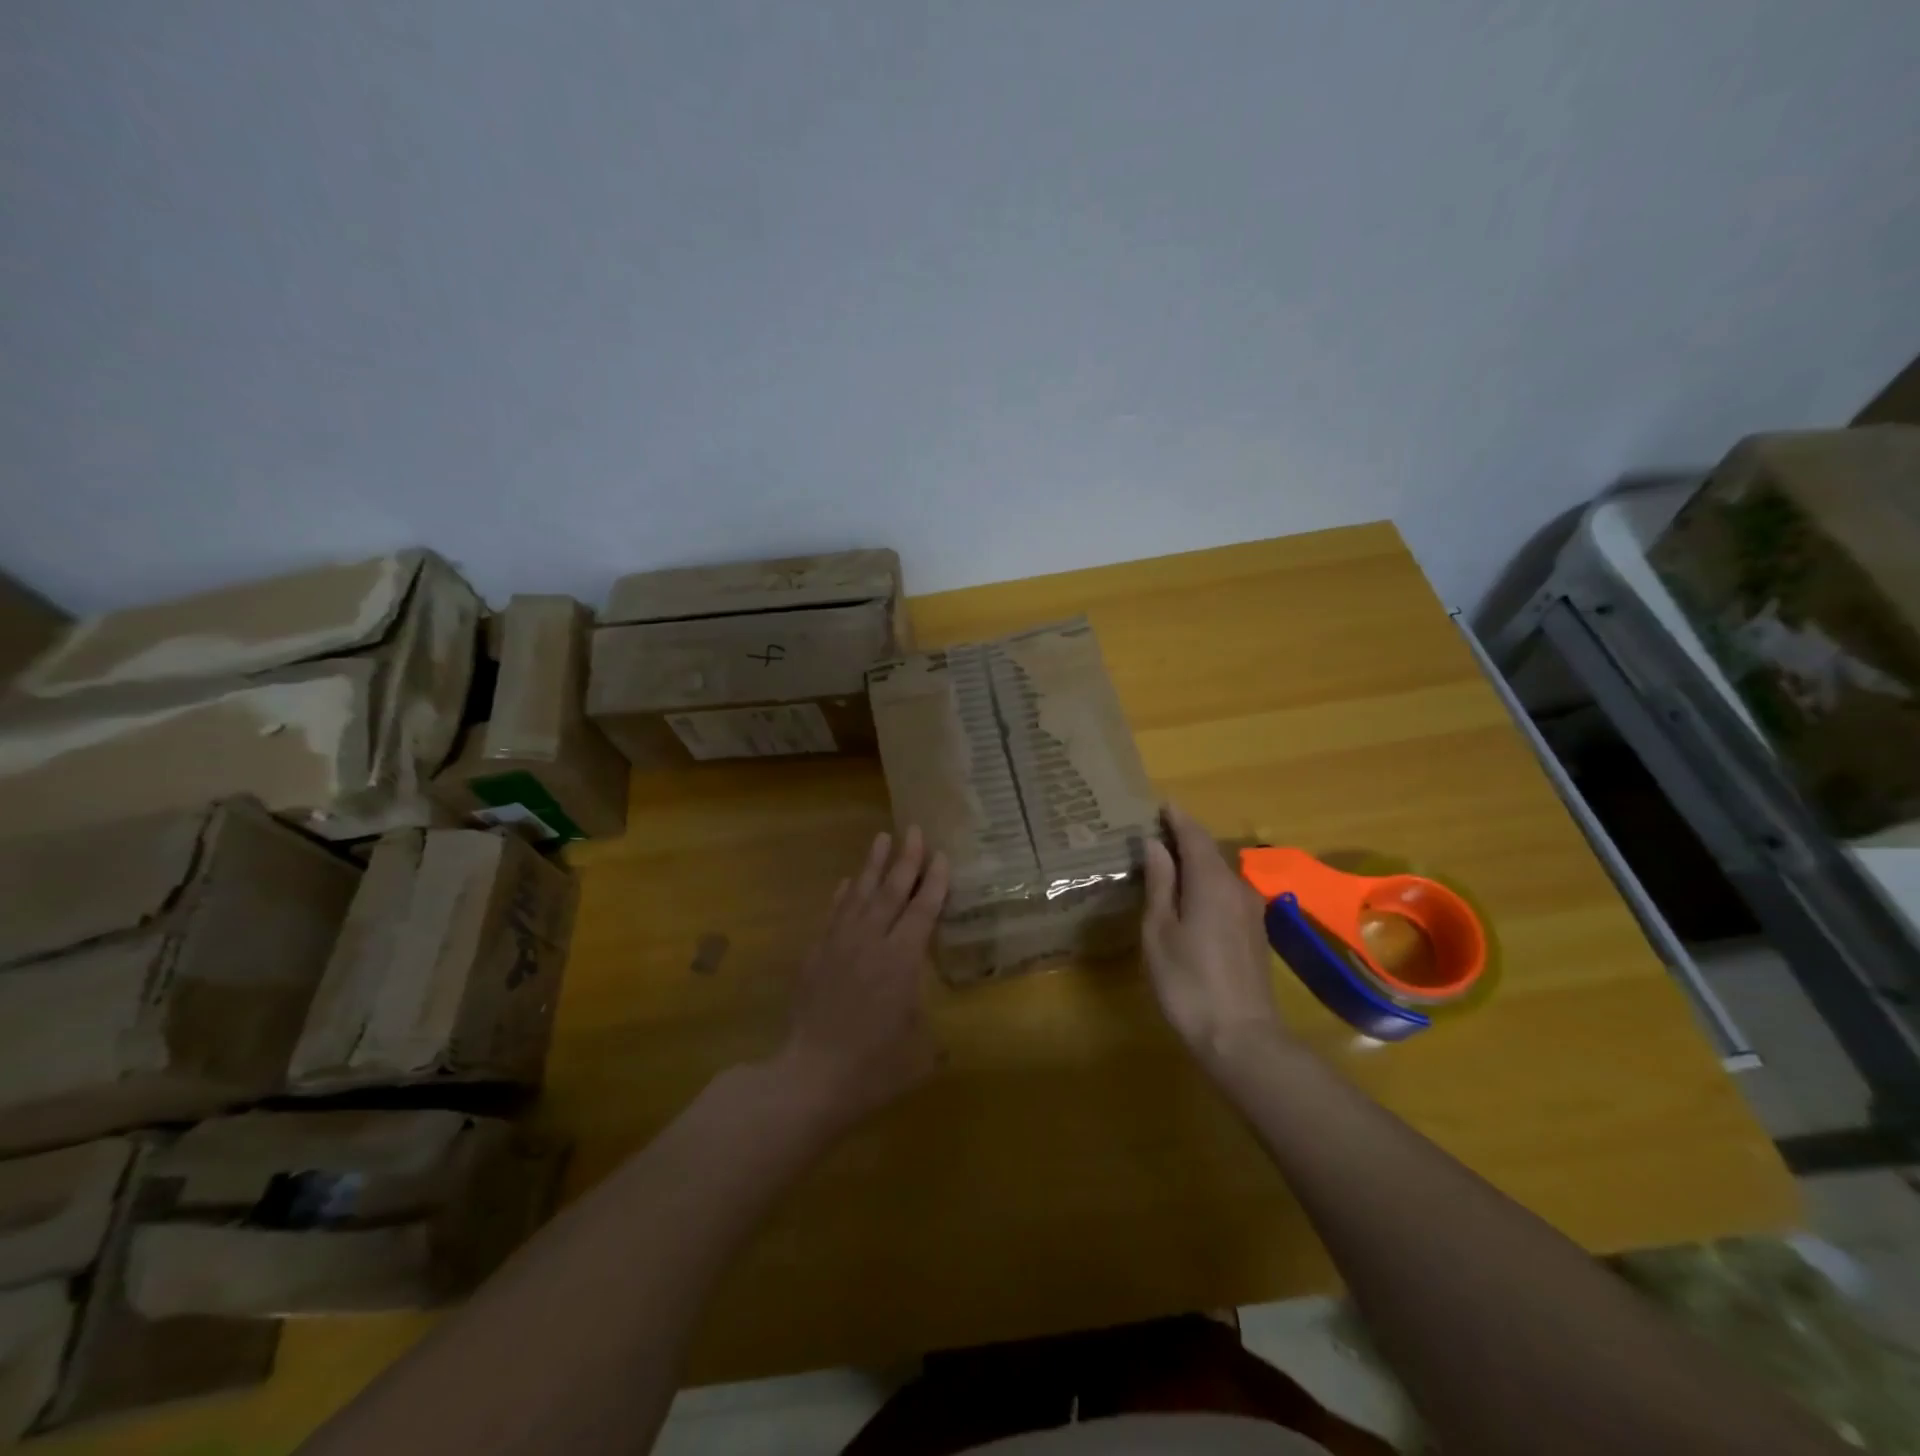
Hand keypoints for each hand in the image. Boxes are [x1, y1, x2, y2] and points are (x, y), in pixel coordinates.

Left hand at [777, 827, 949, 1129]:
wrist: (810, 1078)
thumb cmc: (873, 1068)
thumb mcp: (920, 1054)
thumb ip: (932, 1036)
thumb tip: (940, 1038)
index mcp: (902, 960)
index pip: (922, 910)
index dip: (934, 881)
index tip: (941, 855)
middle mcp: (871, 942)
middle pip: (891, 891)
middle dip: (906, 859)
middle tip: (913, 830)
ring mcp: (839, 945)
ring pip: (860, 895)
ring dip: (872, 865)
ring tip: (881, 838)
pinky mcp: (815, 956)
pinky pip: (833, 915)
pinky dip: (843, 896)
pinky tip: (848, 882)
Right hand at [1141, 805, 1290, 1070]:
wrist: (1241, 1037)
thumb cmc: (1188, 981)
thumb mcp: (1160, 930)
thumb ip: (1160, 883)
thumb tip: (1154, 844)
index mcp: (1211, 881)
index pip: (1194, 836)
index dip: (1177, 818)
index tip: (1160, 804)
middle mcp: (1237, 887)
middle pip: (1210, 852)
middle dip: (1184, 838)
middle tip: (1154, 832)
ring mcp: (1251, 911)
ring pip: (1220, 873)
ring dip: (1196, 862)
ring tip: (1167, 862)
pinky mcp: (1255, 932)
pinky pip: (1227, 892)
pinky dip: (1206, 883)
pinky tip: (1190, 896)